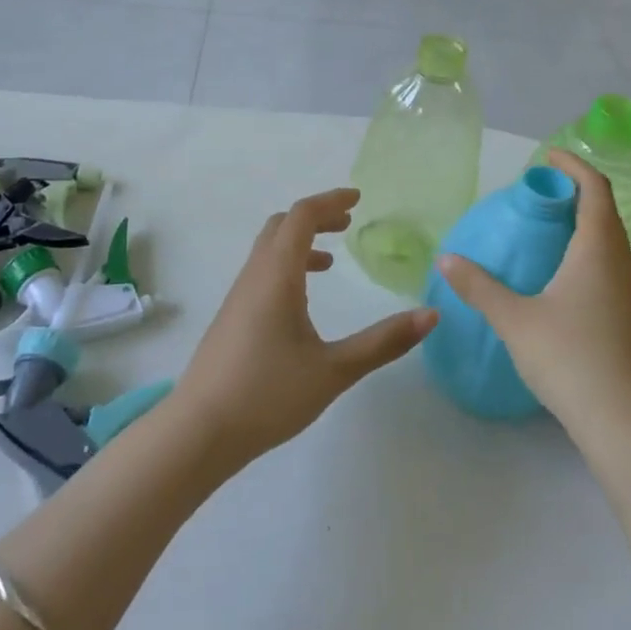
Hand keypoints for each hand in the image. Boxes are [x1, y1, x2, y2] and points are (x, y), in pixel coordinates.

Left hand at [172, 187, 434, 468]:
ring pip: (268, 249)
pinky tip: (302, 301)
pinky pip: (261, 272)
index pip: (302, 217)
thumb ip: (383, 342)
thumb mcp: (333, 370)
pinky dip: (286, 266)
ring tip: (331, 261)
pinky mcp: (232, 317)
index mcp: (277, 275)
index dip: (330, 201)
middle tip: (347, 224)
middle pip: (282, 226)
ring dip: (299, 243)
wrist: (200, 430)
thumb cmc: (268, 394)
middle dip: (315, 217)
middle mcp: (255, 276)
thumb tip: (430, 315)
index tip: (358, 199)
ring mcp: (238, 296)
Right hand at [436, 151, 630, 445]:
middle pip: (604, 212)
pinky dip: (586, 252)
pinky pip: (608, 266)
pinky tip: (560, 276)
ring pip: (609, 242)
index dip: (574, 166)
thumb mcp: (515, 319)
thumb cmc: (570, 359)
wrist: (625, 425)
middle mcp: (620, 264)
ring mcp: (629, 294)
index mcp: (597, 251)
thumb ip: (479, 286)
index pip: (595, 190)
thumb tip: (447, 257)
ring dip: (583, 223)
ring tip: (546, 228)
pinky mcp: (629, 319)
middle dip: (576, 192)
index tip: (547, 156)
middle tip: (539, 192)